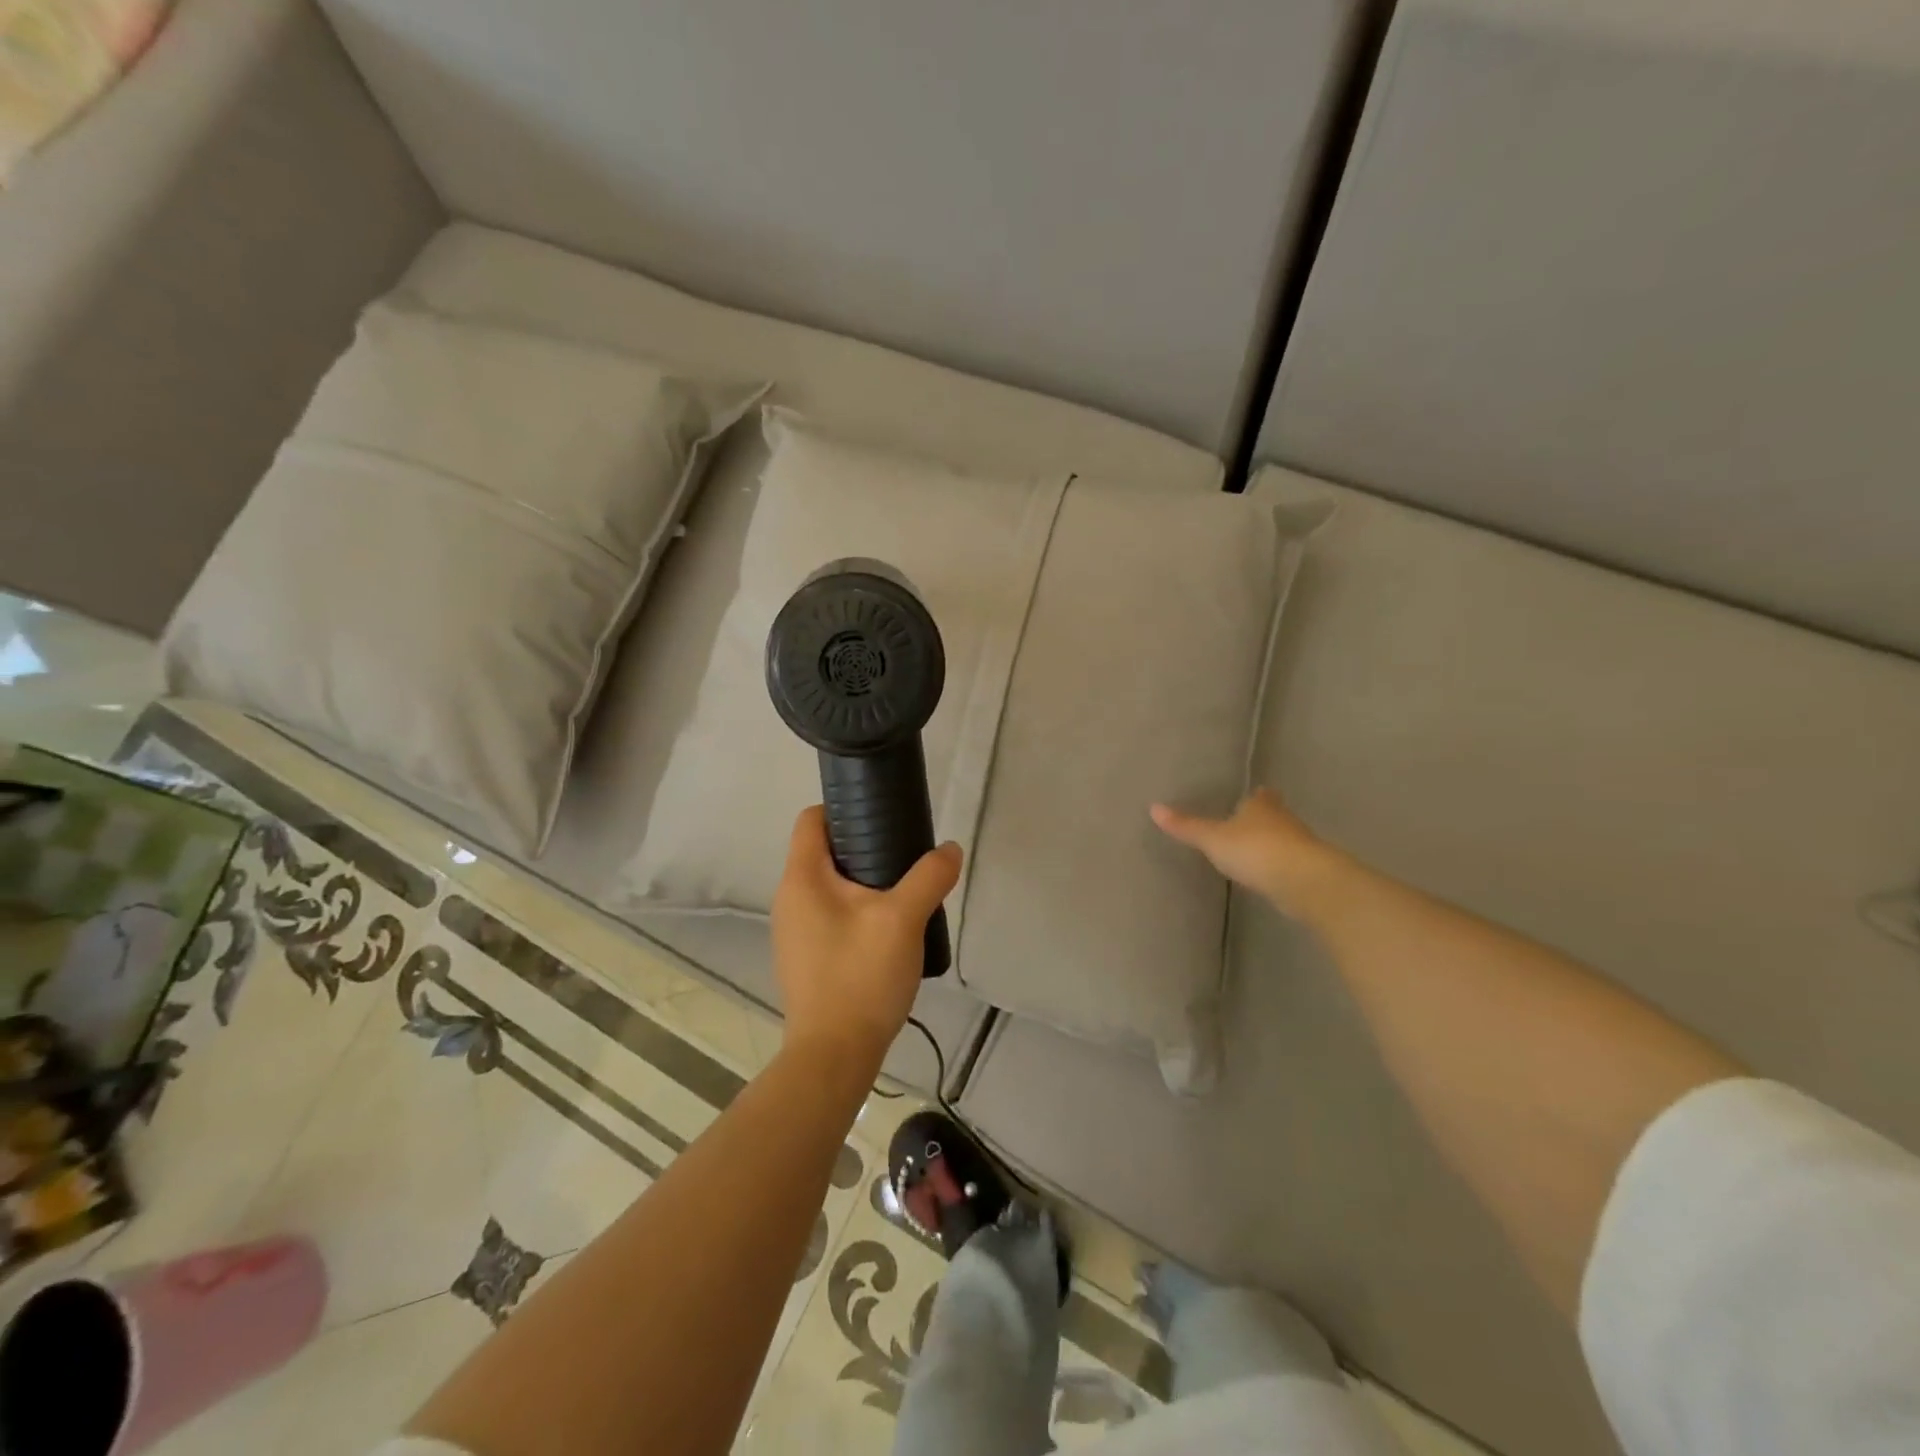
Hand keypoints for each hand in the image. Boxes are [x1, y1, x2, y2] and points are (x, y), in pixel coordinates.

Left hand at [771, 806, 962, 1067]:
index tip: (882, 814)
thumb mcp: (903, 919)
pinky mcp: (806, 956)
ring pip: (830, 885)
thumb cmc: (860, 976)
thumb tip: (949, 849)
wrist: (834, 1054)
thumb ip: (929, 877)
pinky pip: (831, 915)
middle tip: (904, 854)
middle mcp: (789, 899)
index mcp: (802, 878)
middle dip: (863, 845)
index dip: (844, 807)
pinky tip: (888, 929)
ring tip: (903, 890)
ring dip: (864, 881)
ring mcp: (794, 931)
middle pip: (824, 851)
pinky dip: (857, 910)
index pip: (812, 819)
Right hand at [1150, 787, 1345, 917]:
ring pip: (1284, 839)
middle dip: (1263, 819)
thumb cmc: (1254, 850)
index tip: (1251, 796)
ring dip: (1272, 844)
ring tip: (1255, 851)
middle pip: (1274, 815)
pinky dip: (1279, 866)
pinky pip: (1289, 864)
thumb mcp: (1212, 838)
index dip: (1255, 797)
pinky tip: (1269, 875)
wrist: (1303, 881)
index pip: (1260, 796)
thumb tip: (1153, 807)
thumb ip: (1186, 826)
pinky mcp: (1308, 872)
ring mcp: (1300, 846)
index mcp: (1261, 806)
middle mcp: (1284, 820)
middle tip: (1248, 824)